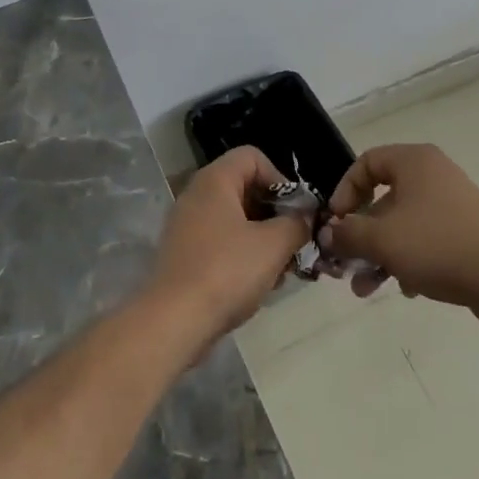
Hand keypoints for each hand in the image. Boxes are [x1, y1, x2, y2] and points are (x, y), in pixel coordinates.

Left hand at [146, 146, 309, 342]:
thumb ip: (296, 224)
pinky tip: (260, 284)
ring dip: (263, 239)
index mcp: (215, 180)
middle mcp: (197, 195)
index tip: (295, 211)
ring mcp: (187, 226)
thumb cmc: (226, 271)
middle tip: (294, 242)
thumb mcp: (274, 245)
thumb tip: (305, 218)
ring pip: (236, 220)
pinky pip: (221, 243)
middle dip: (275, 214)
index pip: (253, 156)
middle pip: (245, 189)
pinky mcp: (184, 255)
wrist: (173, 322)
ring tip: (282, 269)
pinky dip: (243, 256)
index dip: (280, 178)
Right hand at [325, 143, 478, 321]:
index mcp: (413, 162)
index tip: (336, 224)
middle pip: (382, 198)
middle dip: (360, 236)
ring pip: (402, 224)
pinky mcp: (464, 231)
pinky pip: (424, 239)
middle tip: (345, 264)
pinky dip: (408, 260)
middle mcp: (432, 174)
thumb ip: (348, 234)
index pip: (365, 163)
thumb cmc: (437, 245)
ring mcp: (451, 203)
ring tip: (366, 290)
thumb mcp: (382, 239)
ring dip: (379, 254)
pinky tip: (406, 289)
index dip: (344, 192)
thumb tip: (329, 234)